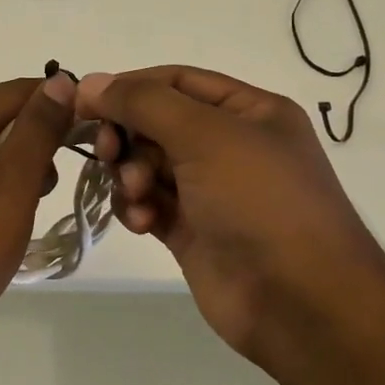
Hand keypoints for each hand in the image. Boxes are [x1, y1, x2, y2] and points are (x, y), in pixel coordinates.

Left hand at [0, 72, 76, 347]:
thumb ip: (39, 127)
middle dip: (37, 143)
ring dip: (19, 169)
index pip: (16, 91)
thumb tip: (61, 79)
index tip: (96, 127)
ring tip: (29, 207)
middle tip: (53, 184)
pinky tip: (4, 218)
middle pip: (0, 119)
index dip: (58, 103)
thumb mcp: (13, 180)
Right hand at [76, 66, 384, 367]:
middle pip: (156, 123)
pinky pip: (149, 203)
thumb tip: (89, 81)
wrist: (300, 303)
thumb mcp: (204, 135)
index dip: (129, 87)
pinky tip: (143, 223)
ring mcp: (210, 190)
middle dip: (128, 136)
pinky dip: (138, 208)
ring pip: (146, 164)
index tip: (84, 102)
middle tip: (108, 152)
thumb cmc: (259, 201)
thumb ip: (142, 102)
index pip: (175, 80)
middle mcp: (230, 145)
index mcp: (248, 111)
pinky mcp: (193, 230)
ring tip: (137, 194)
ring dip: (130, 174)